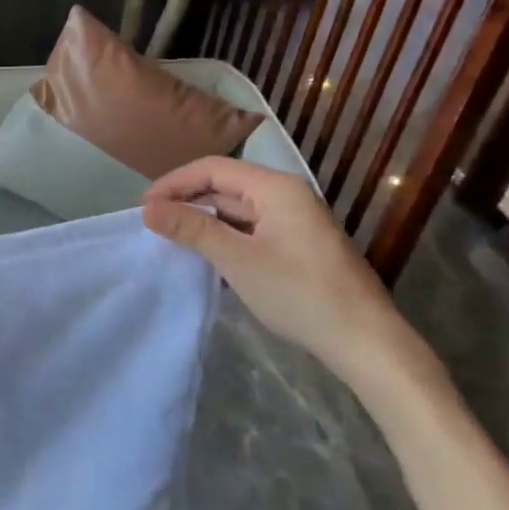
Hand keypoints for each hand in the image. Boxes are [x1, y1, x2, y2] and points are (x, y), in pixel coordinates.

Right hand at [142, 157, 414, 386]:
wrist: (365, 341)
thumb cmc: (299, 293)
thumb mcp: (237, 259)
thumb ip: (192, 229)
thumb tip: (148, 209)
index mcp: (276, 188)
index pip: (214, 168)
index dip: (174, 182)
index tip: (143, 206)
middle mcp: (287, 196)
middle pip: (226, 185)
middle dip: (187, 200)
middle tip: (152, 222)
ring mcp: (295, 221)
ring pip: (237, 210)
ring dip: (204, 220)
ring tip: (171, 238)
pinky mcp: (298, 246)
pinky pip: (251, 229)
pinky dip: (224, 237)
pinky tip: (206, 256)